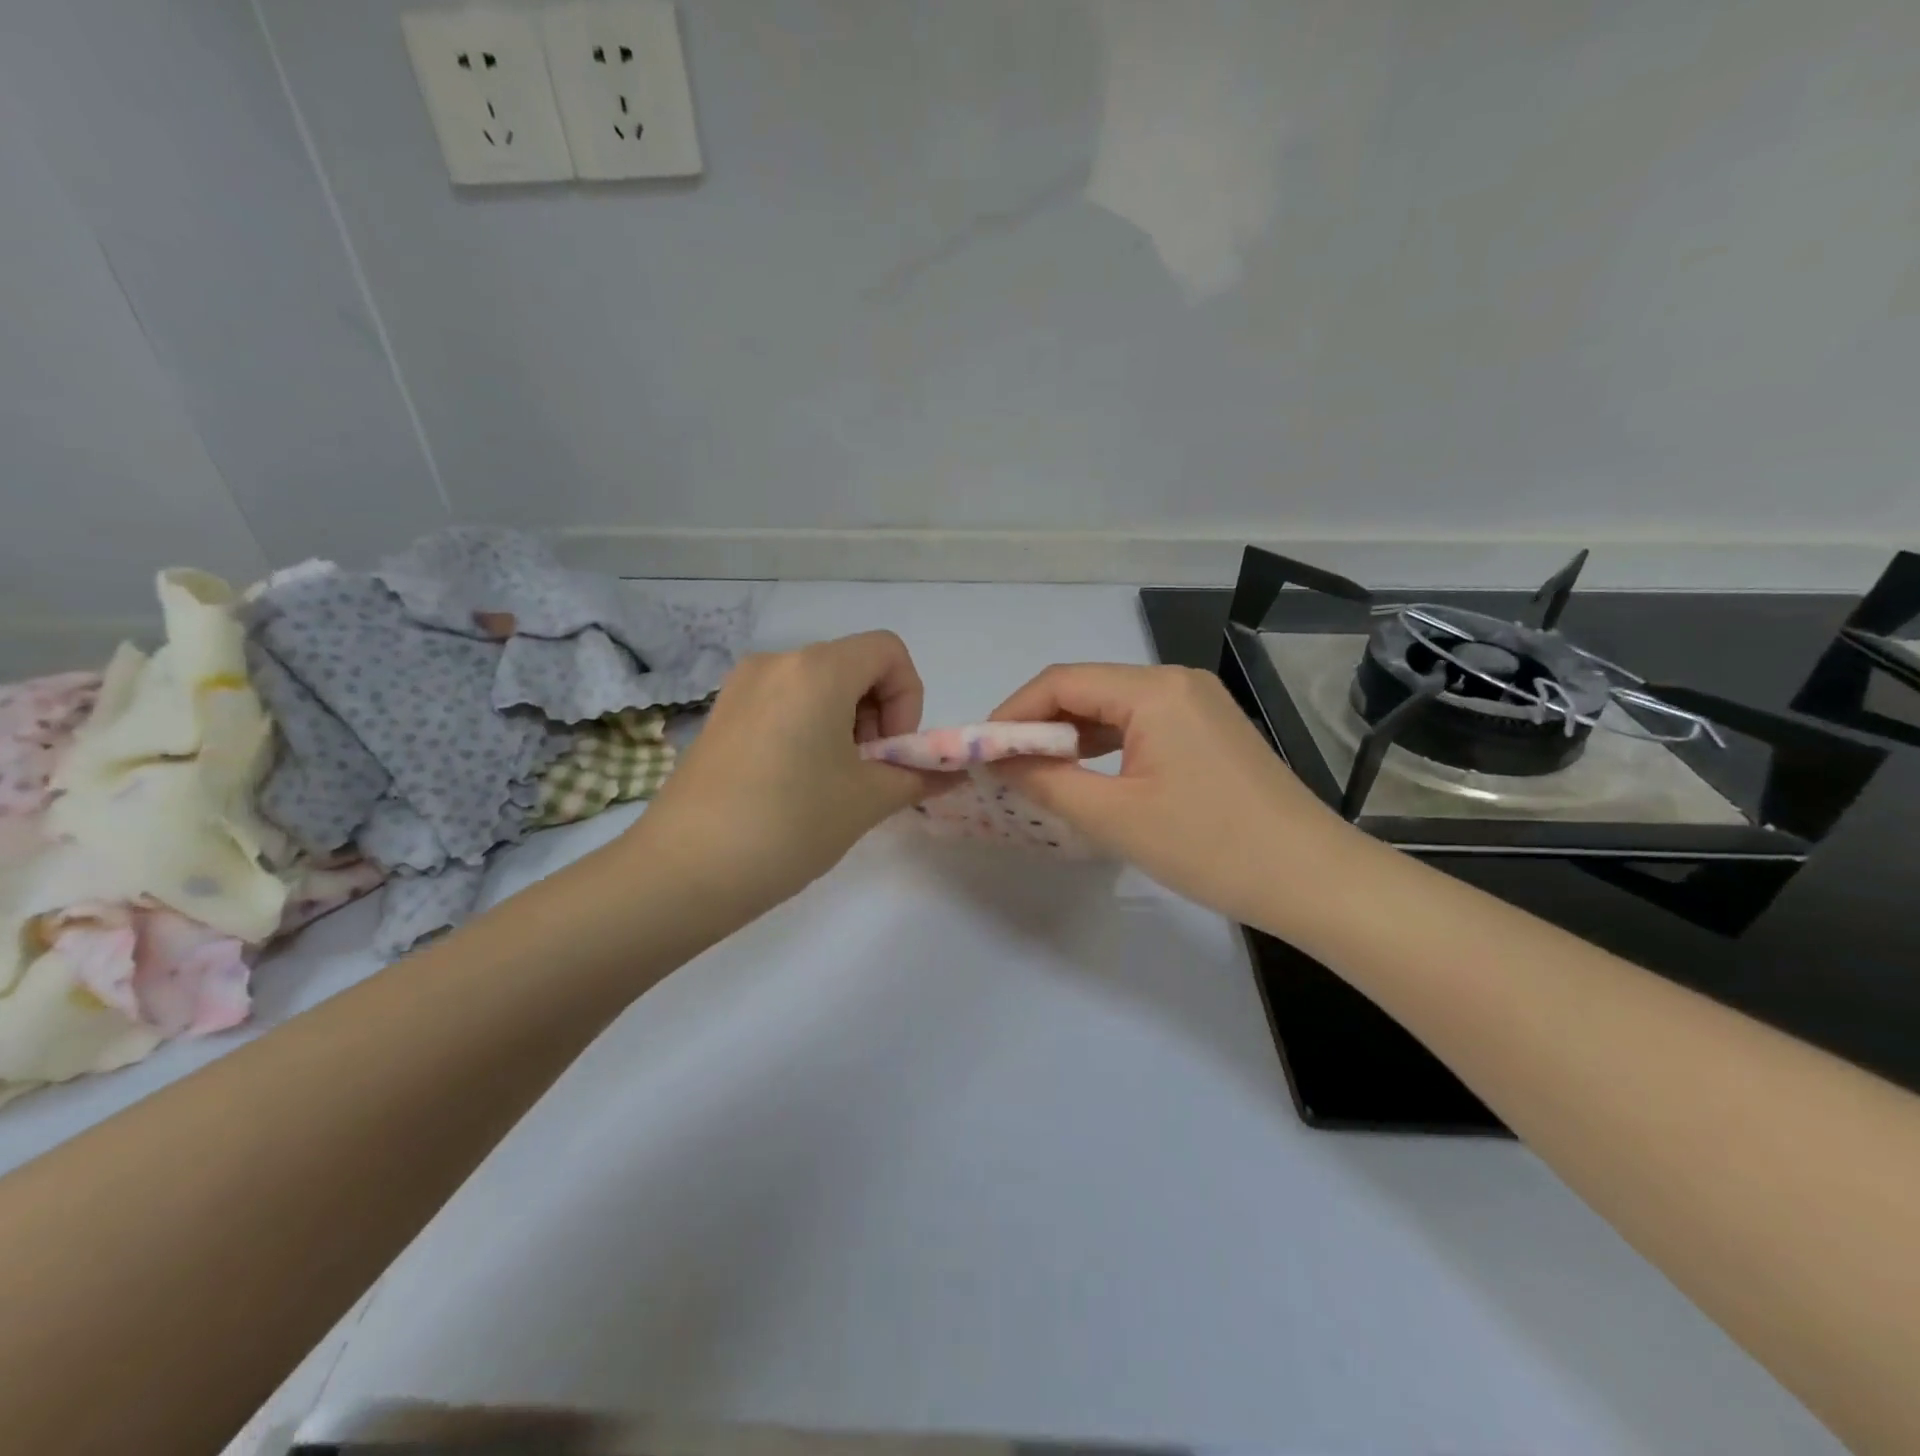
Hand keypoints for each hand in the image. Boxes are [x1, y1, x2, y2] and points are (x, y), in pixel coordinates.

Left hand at [632, 631, 939, 915]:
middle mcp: (776, 663)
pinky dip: (809, 731)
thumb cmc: (789, 824)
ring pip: (818, 687)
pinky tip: (795, 785)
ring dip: (845, 725)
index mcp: (816, 670)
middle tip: (867, 773)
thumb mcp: (867, 801)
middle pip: (853, 666)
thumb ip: (919, 776)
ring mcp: (740, 688)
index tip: (891, 751)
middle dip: (877, 714)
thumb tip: (953, 773)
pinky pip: (784, 704)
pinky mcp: (720, 716)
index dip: (908, 697)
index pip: (888, 651)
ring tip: (833, 784)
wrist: (683, 872)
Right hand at [990, 664, 1354, 925]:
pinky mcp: (1210, 729)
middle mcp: (1176, 681)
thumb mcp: (1114, 817)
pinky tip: (1089, 774)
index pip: (1061, 681)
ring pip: (1113, 706)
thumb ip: (1046, 780)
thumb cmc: (1209, 846)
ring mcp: (1198, 703)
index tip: (984, 751)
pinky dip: (1106, 745)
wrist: (1312, 878)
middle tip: (1007, 767)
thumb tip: (998, 760)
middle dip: (1040, 724)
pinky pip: (1142, 724)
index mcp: (1153, 690)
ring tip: (1039, 774)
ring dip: (1072, 735)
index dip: (1014, 712)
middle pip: (1087, 688)